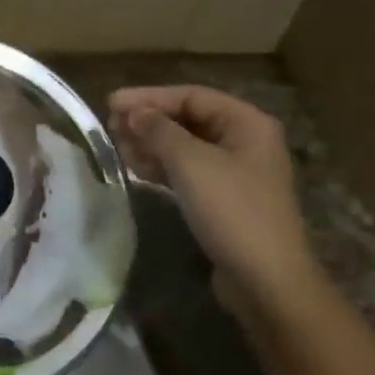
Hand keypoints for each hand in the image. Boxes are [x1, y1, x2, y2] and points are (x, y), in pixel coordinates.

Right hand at [108, 86, 324, 319]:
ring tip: (117, 148)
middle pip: (188, 119)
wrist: (264, 278)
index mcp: (247, 123)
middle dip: (149, 121)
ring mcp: (235, 172)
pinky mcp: (223, 199)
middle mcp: (244, 141)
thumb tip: (134, 112)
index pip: (191, 96)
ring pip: (185, 147)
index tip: (111, 103)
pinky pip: (187, 171)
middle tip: (110, 127)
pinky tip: (136, 170)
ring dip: (151, 144)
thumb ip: (159, 131)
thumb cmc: (231, 211)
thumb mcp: (191, 164)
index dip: (149, 97)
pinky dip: (161, 167)